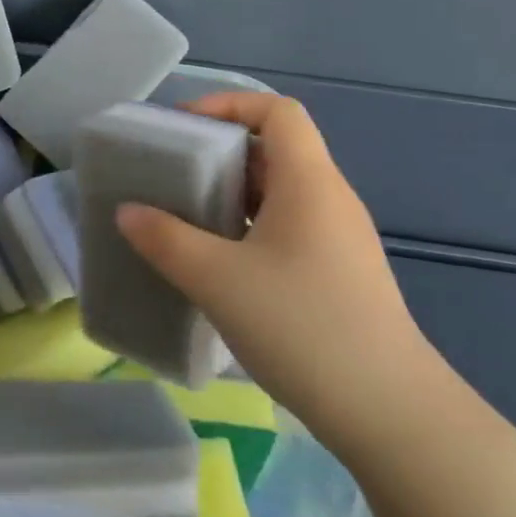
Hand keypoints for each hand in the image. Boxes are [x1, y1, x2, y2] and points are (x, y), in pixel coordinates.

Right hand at [115, 92, 440, 459]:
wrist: (388, 412)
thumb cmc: (301, 326)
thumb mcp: (217, 279)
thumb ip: (165, 240)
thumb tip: (128, 212)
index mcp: (309, 182)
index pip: (278, 111)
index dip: (229, 104)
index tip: (182, 128)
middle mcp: (329, 199)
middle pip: (275, 150)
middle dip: (220, 153)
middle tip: (171, 174)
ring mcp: (339, 239)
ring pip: (280, 193)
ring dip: (232, 195)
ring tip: (185, 217)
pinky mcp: (339, 274)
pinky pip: (287, 228)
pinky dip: (248, 228)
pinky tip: (220, 264)